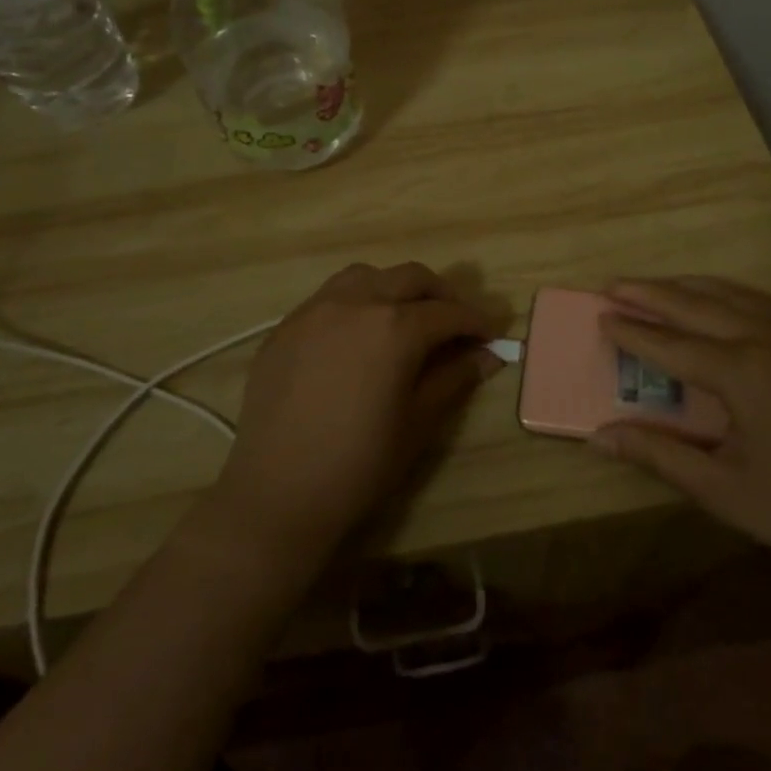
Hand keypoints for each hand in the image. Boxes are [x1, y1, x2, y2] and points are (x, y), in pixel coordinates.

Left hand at [206, 263, 498, 570]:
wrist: (278, 494)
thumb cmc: (360, 464)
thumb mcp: (418, 422)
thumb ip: (454, 378)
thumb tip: (488, 356)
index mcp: (394, 327)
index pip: (448, 312)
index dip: (476, 321)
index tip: (492, 335)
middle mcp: (355, 303)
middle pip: (410, 278)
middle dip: (440, 295)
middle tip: (455, 323)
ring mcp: (314, 310)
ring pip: (366, 276)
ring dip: (394, 288)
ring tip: (405, 318)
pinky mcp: (285, 327)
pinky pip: (328, 297)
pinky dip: (356, 302)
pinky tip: (358, 336)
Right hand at [589, 277, 770, 575]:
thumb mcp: (722, 489)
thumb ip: (658, 455)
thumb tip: (601, 435)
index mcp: (740, 372)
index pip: (671, 345)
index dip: (632, 332)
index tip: (600, 317)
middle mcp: (765, 340)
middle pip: (696, 305)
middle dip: (651, 294)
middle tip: (613, 284)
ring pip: (732, 294)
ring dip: (689, 286)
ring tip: (657, 285)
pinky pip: (761, 302)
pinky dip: (727, 293)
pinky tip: (720, 300)